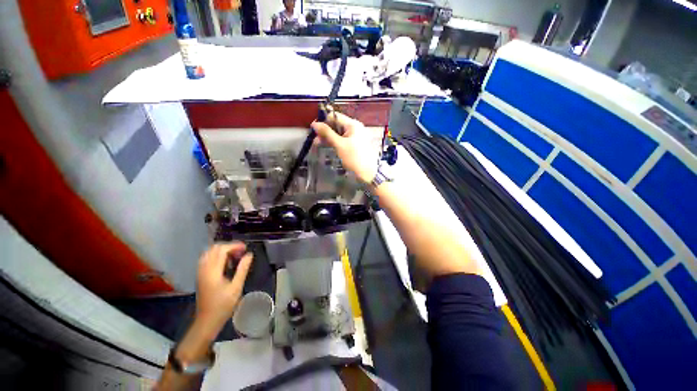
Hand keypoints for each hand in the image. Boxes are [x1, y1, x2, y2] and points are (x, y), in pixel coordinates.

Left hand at [194, 243, 252, 338]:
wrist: (207, 321)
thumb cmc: (223, 305)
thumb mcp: (236, 287)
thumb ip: (242, 269)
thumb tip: (249, 254)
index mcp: (213, 271)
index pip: (221, 250)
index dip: (234, 246)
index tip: (246, 248)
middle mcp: (204, 269)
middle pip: (214, 248)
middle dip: (229, 246)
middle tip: (241, 252)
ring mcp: (200, 272)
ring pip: (209, 252)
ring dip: (222, 250)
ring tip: (234, 255)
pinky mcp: (200, 276)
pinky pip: (207, 259)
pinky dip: (217, 256)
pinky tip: (225, 262)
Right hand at [312, 113, 378, 183]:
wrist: (368, 173)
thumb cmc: (354, 158)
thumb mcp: (339, 145)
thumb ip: (327, 133)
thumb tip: (314, 124)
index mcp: (353, 124)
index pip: (335, 116)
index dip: (323, 120)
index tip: (313, 128)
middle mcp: (355, 128)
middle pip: (336, 125)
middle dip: (325, 131)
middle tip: (314, 138)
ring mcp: (355, 137)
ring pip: (339, 133)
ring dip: (328, 137)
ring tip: (317, 144)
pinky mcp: (355, 145)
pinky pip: (342, 140)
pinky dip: (334, 142)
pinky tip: (327, 146)